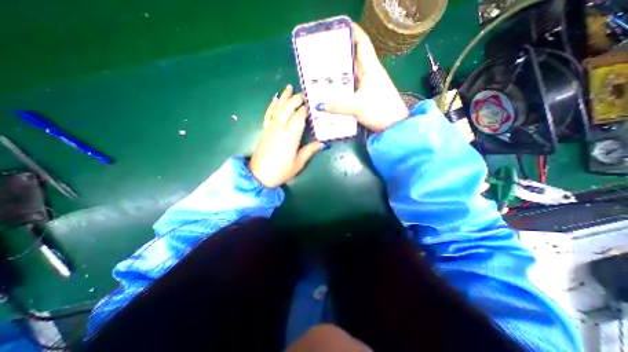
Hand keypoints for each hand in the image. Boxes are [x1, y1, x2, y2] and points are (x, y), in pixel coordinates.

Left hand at [249, 84, 323, 187]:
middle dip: (297, 99)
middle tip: (305, 94)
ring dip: (285, 97)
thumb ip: (310, 150)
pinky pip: (268, 114)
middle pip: (288, 108)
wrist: (258, 176)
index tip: (313, 104)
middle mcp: (279, 128)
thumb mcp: (298, 163)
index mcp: (290, 136)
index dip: (306, 109)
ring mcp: (270, 128)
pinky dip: (272, 105)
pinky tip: (276, 99)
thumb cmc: (280, 171)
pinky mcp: (264, 130)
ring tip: (290, 87)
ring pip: (278, 108)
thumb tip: (322, 143)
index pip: (299, 116)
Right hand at [323, 24, 407, 133]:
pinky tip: (330, 91)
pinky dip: (340, 88)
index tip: (335, 29)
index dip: (351, 32)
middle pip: (352, 58)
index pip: (362, 42)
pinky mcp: (364, 97)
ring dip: (337, 73)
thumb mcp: (360, 106)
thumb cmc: (381, 111)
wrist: (394, 127)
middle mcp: (368, 74)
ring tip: (320, 73)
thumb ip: (339, 105)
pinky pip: (349, 88)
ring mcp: (366, 86)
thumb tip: (318, 105)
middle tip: (319, 55)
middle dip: (337, 55)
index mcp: (371, 68)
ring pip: (350, 74)